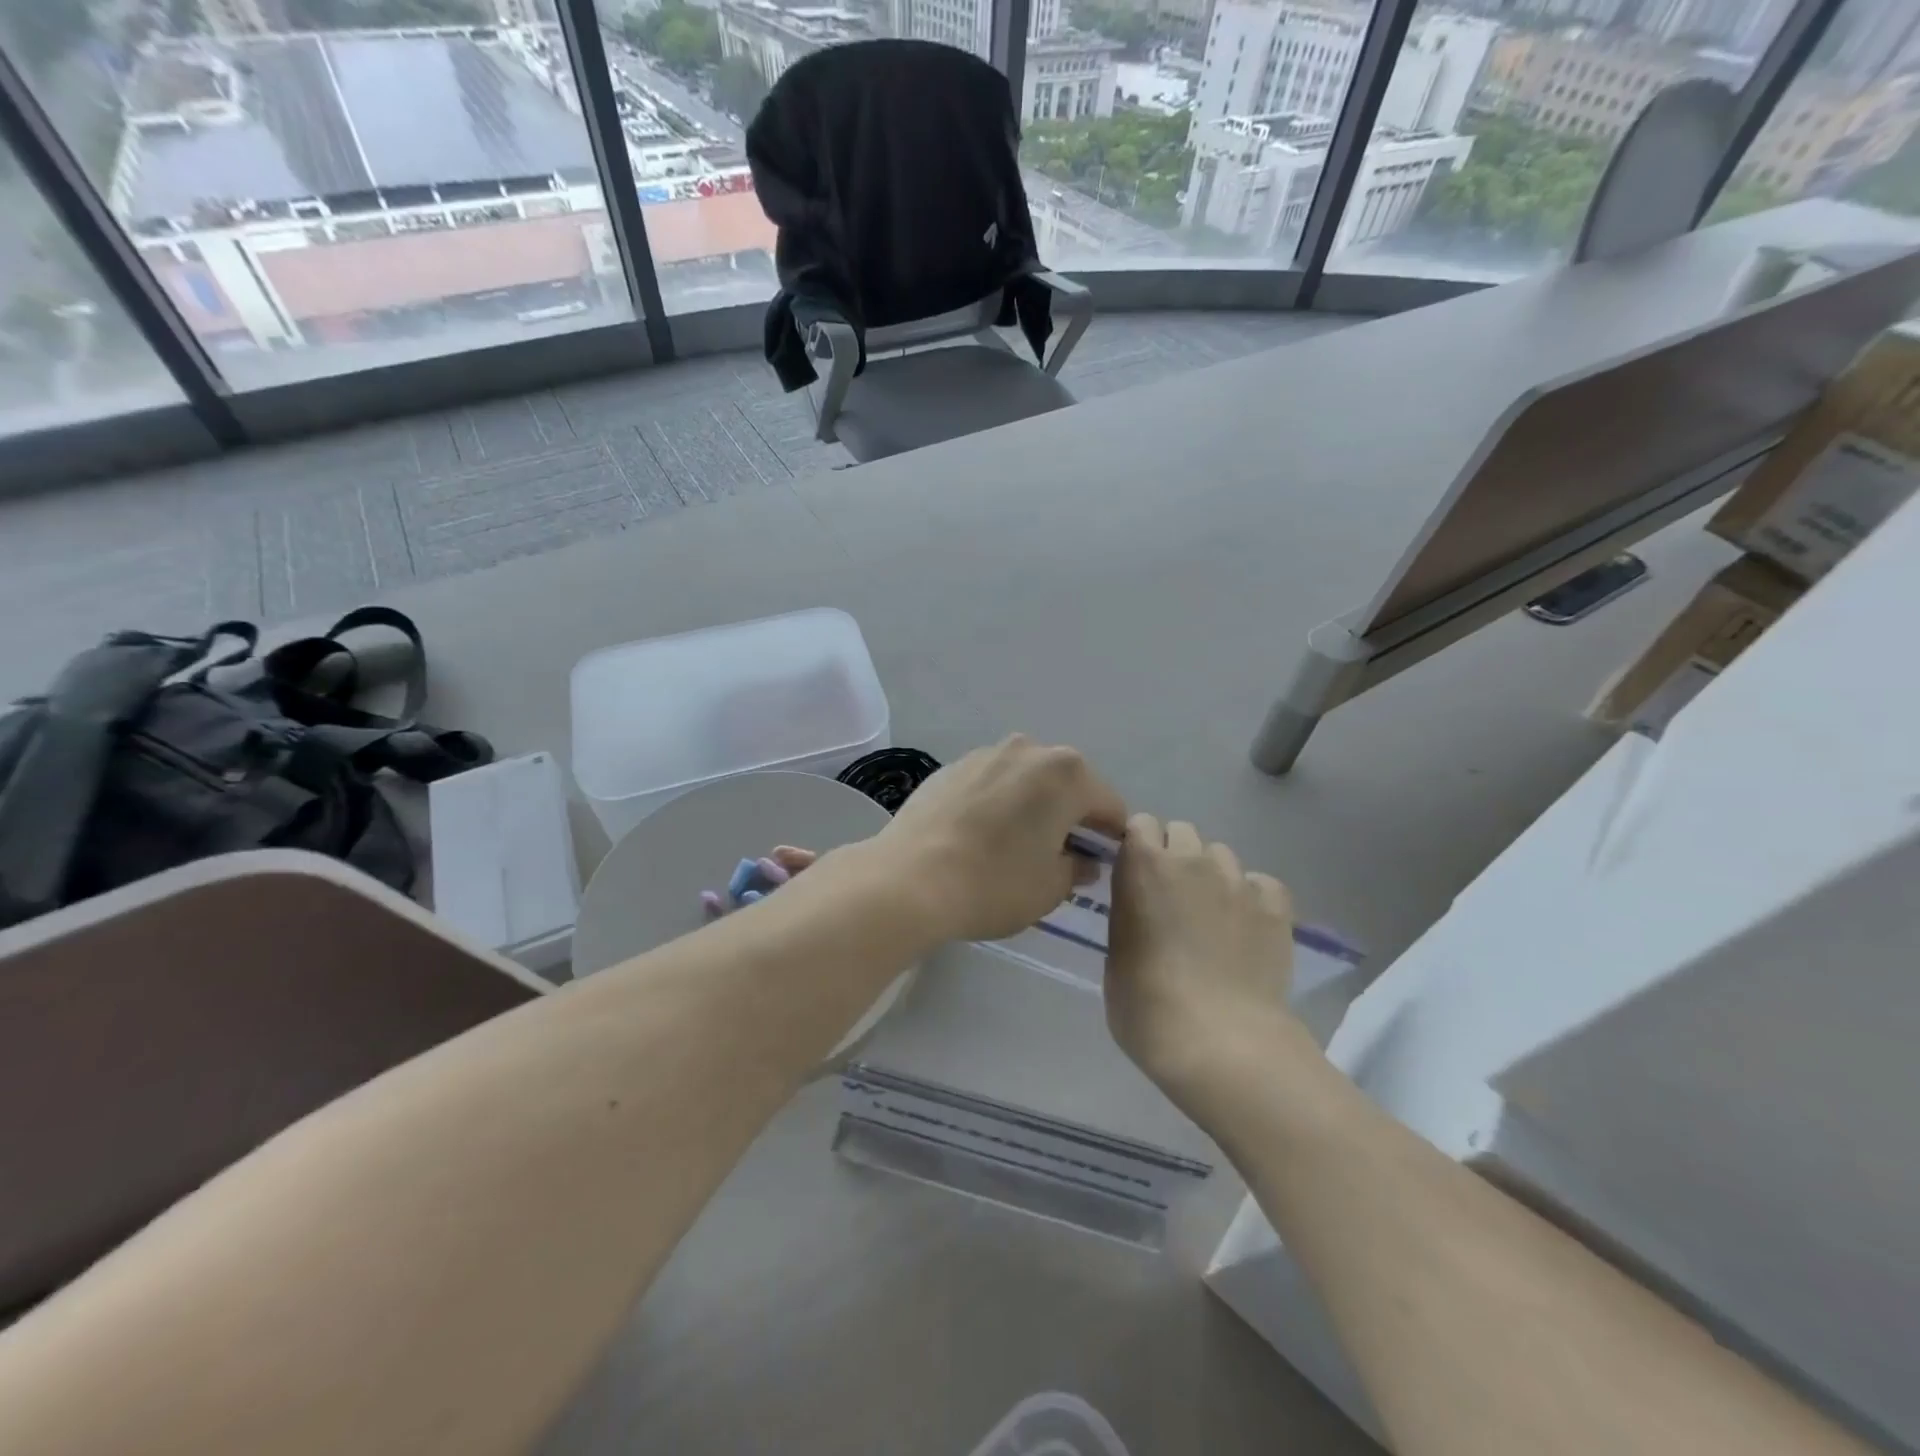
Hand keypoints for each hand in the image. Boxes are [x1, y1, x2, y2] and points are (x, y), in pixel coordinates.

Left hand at [866, 734, 1125, 943]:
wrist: (910, 878)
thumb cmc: (994, 884)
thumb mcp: (1050, 888)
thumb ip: (1077, 868)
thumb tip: (1081, 860)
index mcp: (1067, 774)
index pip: (1109, 806)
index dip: (1110, 838)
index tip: (1102, 864)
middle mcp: (1029, 750)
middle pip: (1067, 785)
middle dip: (1070, 816)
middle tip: (1058, 855)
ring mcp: (986, 753)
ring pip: (1026, 779)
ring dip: (1031, 804)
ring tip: (1015, 843)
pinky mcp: (952, 765)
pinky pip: (990, 782)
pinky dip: (996, 802)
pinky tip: (980, 834)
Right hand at [1106, 814, 1304, 1107]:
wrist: (1220, 1042)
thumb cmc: (1146, 1006)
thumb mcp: (1116, 955)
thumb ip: (1128, 917)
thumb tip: (1142, 914)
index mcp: (1142, 865)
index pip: (1139, 825)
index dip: (1137, 847)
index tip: (1135, 875)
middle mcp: (1191, 860)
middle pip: (1182, 831)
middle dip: (1174, 854)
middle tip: (1171, 897)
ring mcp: (1237, 881)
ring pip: (1221, 855)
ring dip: (1211, 874)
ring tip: (1212, 916)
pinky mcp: (1275, 906)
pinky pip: (1260, 884)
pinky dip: (1252, 898)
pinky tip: (1247, 928)